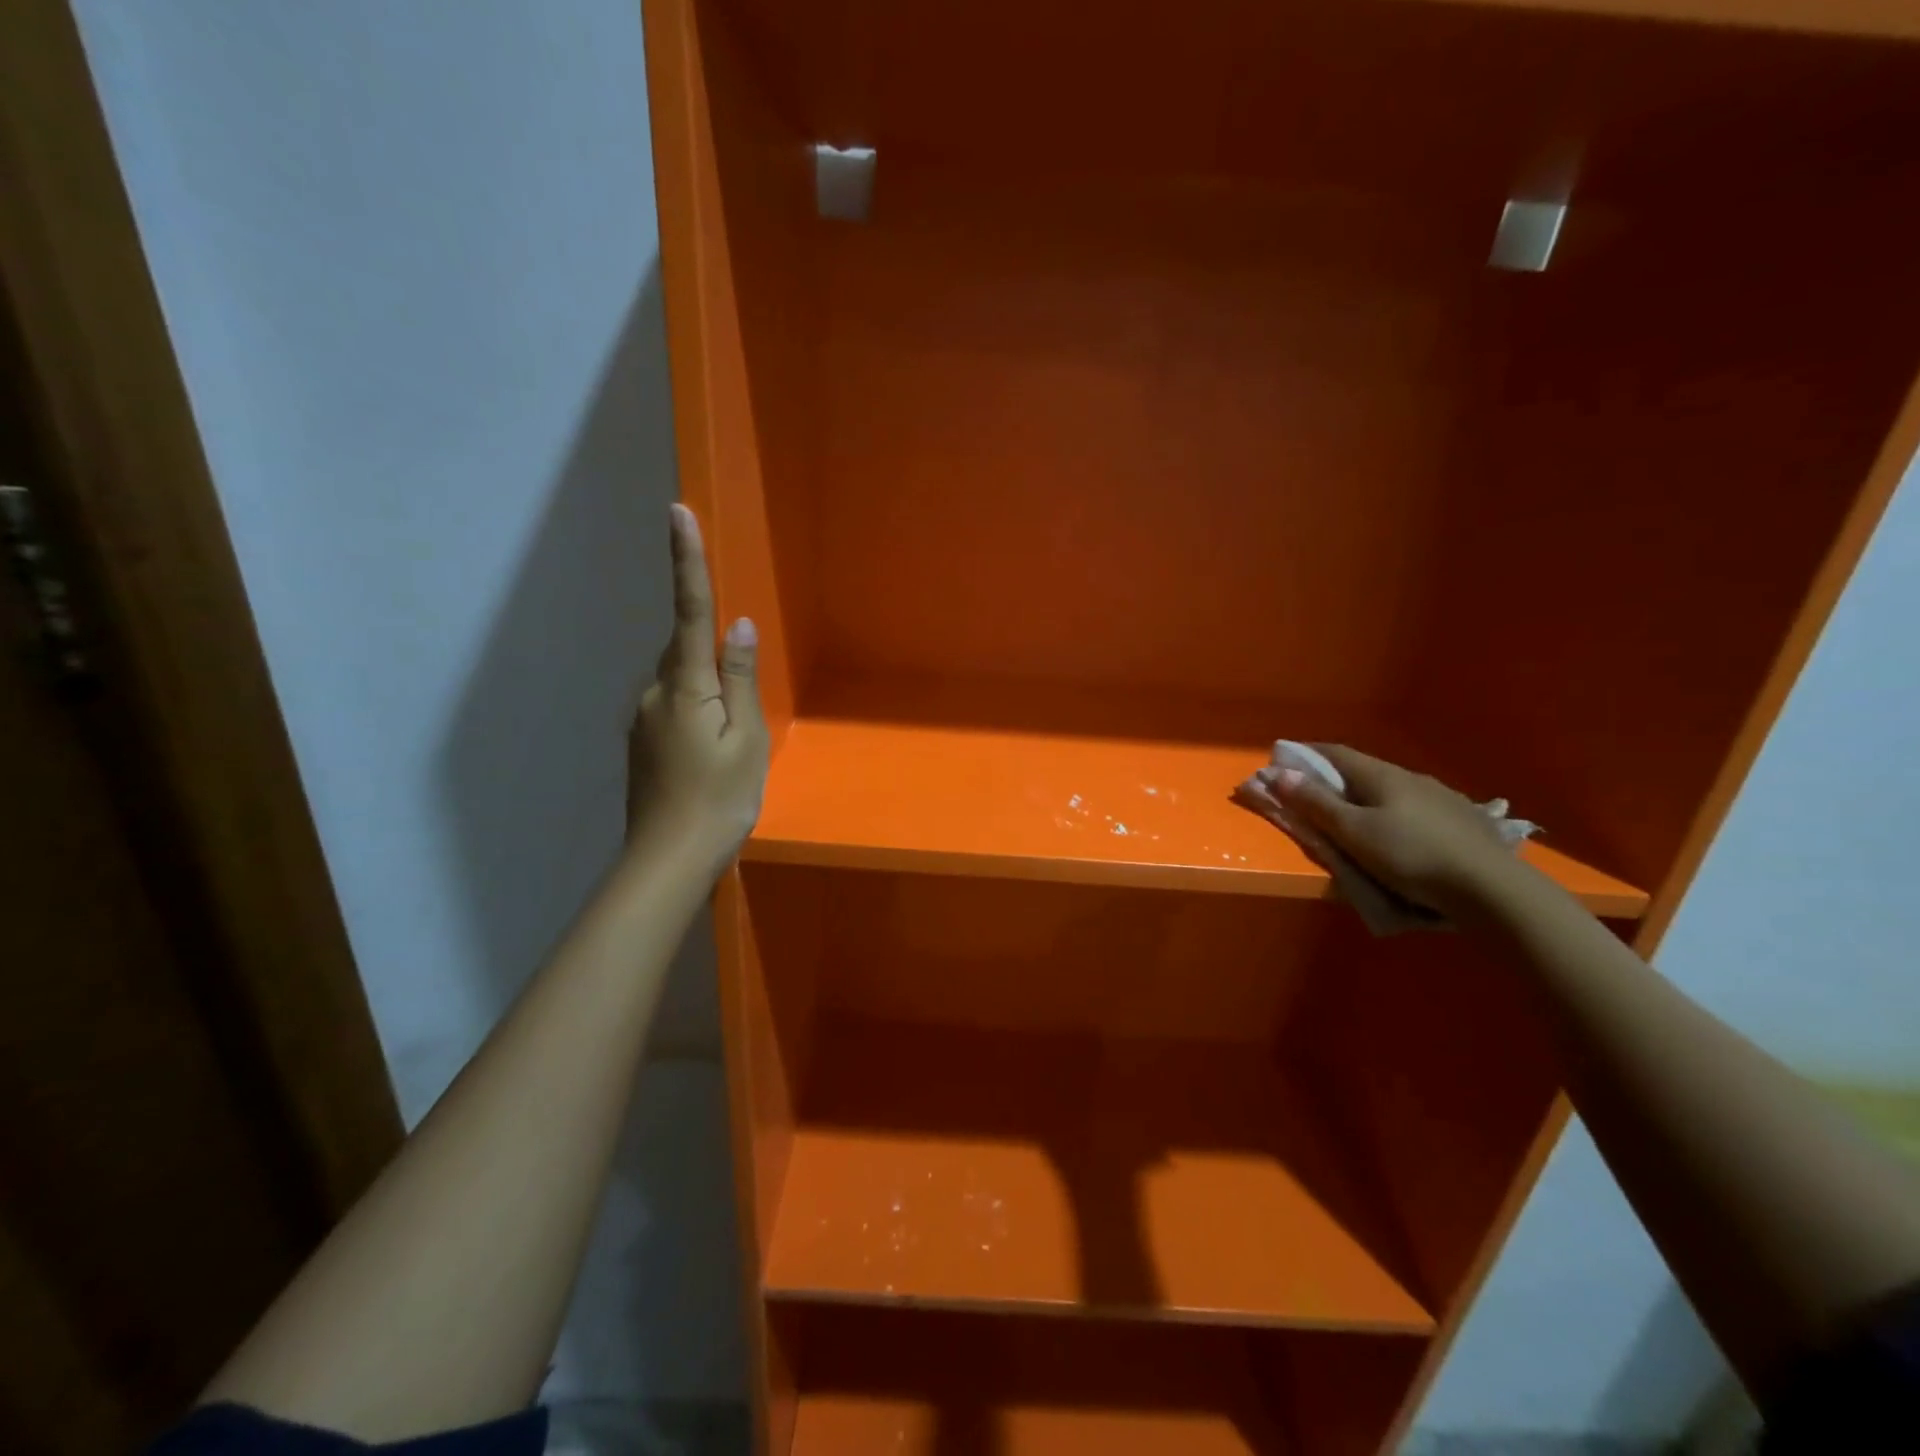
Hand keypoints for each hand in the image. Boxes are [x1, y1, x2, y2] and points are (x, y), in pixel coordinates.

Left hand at [627, 504, 768, 862]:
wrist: (667, 862)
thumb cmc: (719, 799)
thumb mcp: (746, 739)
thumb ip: (741, 679)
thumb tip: (739, 626)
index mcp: (685, 685)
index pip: (688, 609)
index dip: (685, 559)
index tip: (676, 511)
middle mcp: (654, 692)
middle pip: (686, 650)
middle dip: (714, 653)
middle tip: (742, 707)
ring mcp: (643, 719)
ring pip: (681, 682)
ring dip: (708, 691)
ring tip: (731, 742)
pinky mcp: (642, 742)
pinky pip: (674, 707)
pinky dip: (697, 712)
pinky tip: (711, 752)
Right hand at [1270, 745, 1521, 917]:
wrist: (1492, 889)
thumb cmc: (1410, 856)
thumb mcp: (1353, 833)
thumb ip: (1316, 803)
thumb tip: (1278, 773)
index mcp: (1381, 775)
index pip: (1334, 752)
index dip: (1305, 754)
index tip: (1282, 762)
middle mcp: (1411, 777)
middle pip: (1363, 770)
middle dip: (1333, 779)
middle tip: (1312, 796)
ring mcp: (1442, 798)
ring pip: (1391, 790)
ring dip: (1366, 797)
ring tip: (1354, 818)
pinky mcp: (1463, 821)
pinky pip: (1416, 809)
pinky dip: (1394, 814)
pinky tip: (1400, 833)